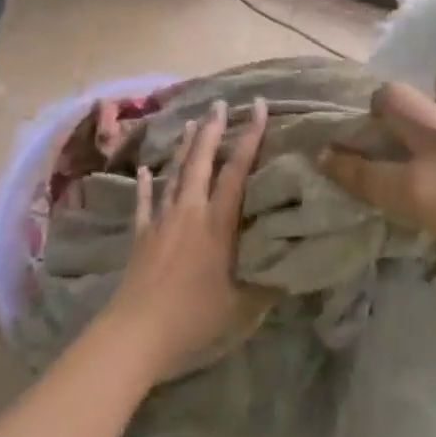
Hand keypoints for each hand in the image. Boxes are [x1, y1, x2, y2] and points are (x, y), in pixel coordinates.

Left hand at [101, 97, 270, 380]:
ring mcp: (162, 221)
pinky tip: (144, 170)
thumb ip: (269, 284)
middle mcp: (190, 212)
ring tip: (191, 123)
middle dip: (212, 130)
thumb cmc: (195, 318)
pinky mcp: (141, 235)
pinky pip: (144, 202)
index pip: (237, 171)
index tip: (257, 107)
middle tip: (219, 103)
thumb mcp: (243, 307)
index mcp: (218, 223)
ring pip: (174, 174)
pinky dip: (145, 185)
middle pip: (201, 161)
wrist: (137, 333)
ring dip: (184, 147)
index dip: (249, 137)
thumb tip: (298, 265)